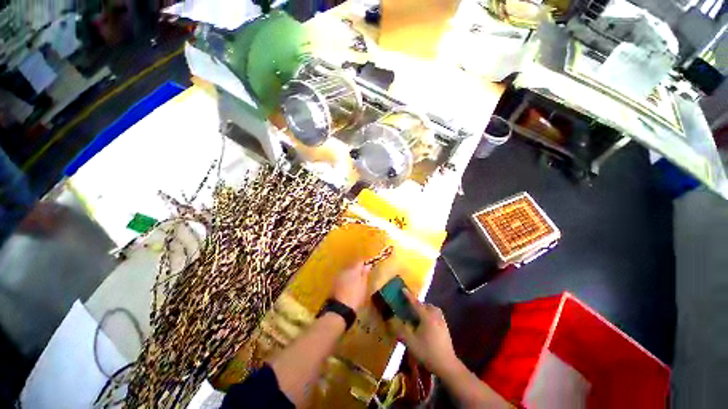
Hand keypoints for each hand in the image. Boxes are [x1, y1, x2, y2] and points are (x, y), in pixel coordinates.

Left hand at [331, 262, 371, 310]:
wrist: (340, 308)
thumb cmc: (356, 297)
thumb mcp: (363, 286)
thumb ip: (365, 274)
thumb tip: (368, 265)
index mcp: (353, 270)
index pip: (359, 262)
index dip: (365, 264)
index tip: (369, 268)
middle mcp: (343, 271)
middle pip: (351, 266)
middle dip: (357, 269)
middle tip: (363, 276)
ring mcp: (337, 277)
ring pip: (346, 272)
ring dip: (350, 275)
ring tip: (356, 282)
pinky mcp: (333, 284)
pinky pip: (341, 278)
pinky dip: (345, 280)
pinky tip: (348, 287)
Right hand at [394, 290, 457, 375]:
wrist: (445, 362)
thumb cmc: (426, 351)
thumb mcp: (409, 342)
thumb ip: (400, 330)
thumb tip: (392, 320)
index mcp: (427, 318)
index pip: (416, 304)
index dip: (409, 297)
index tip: (403, 289)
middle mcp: (436, 317)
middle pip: (427, 306)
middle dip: (418, 305)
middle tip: (408, 309)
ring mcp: (442, 323)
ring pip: (433, 311)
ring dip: (424, 311)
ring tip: (415, 317)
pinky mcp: (445, 329)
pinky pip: (436, 317)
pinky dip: (429, 316)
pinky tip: (423, 326)